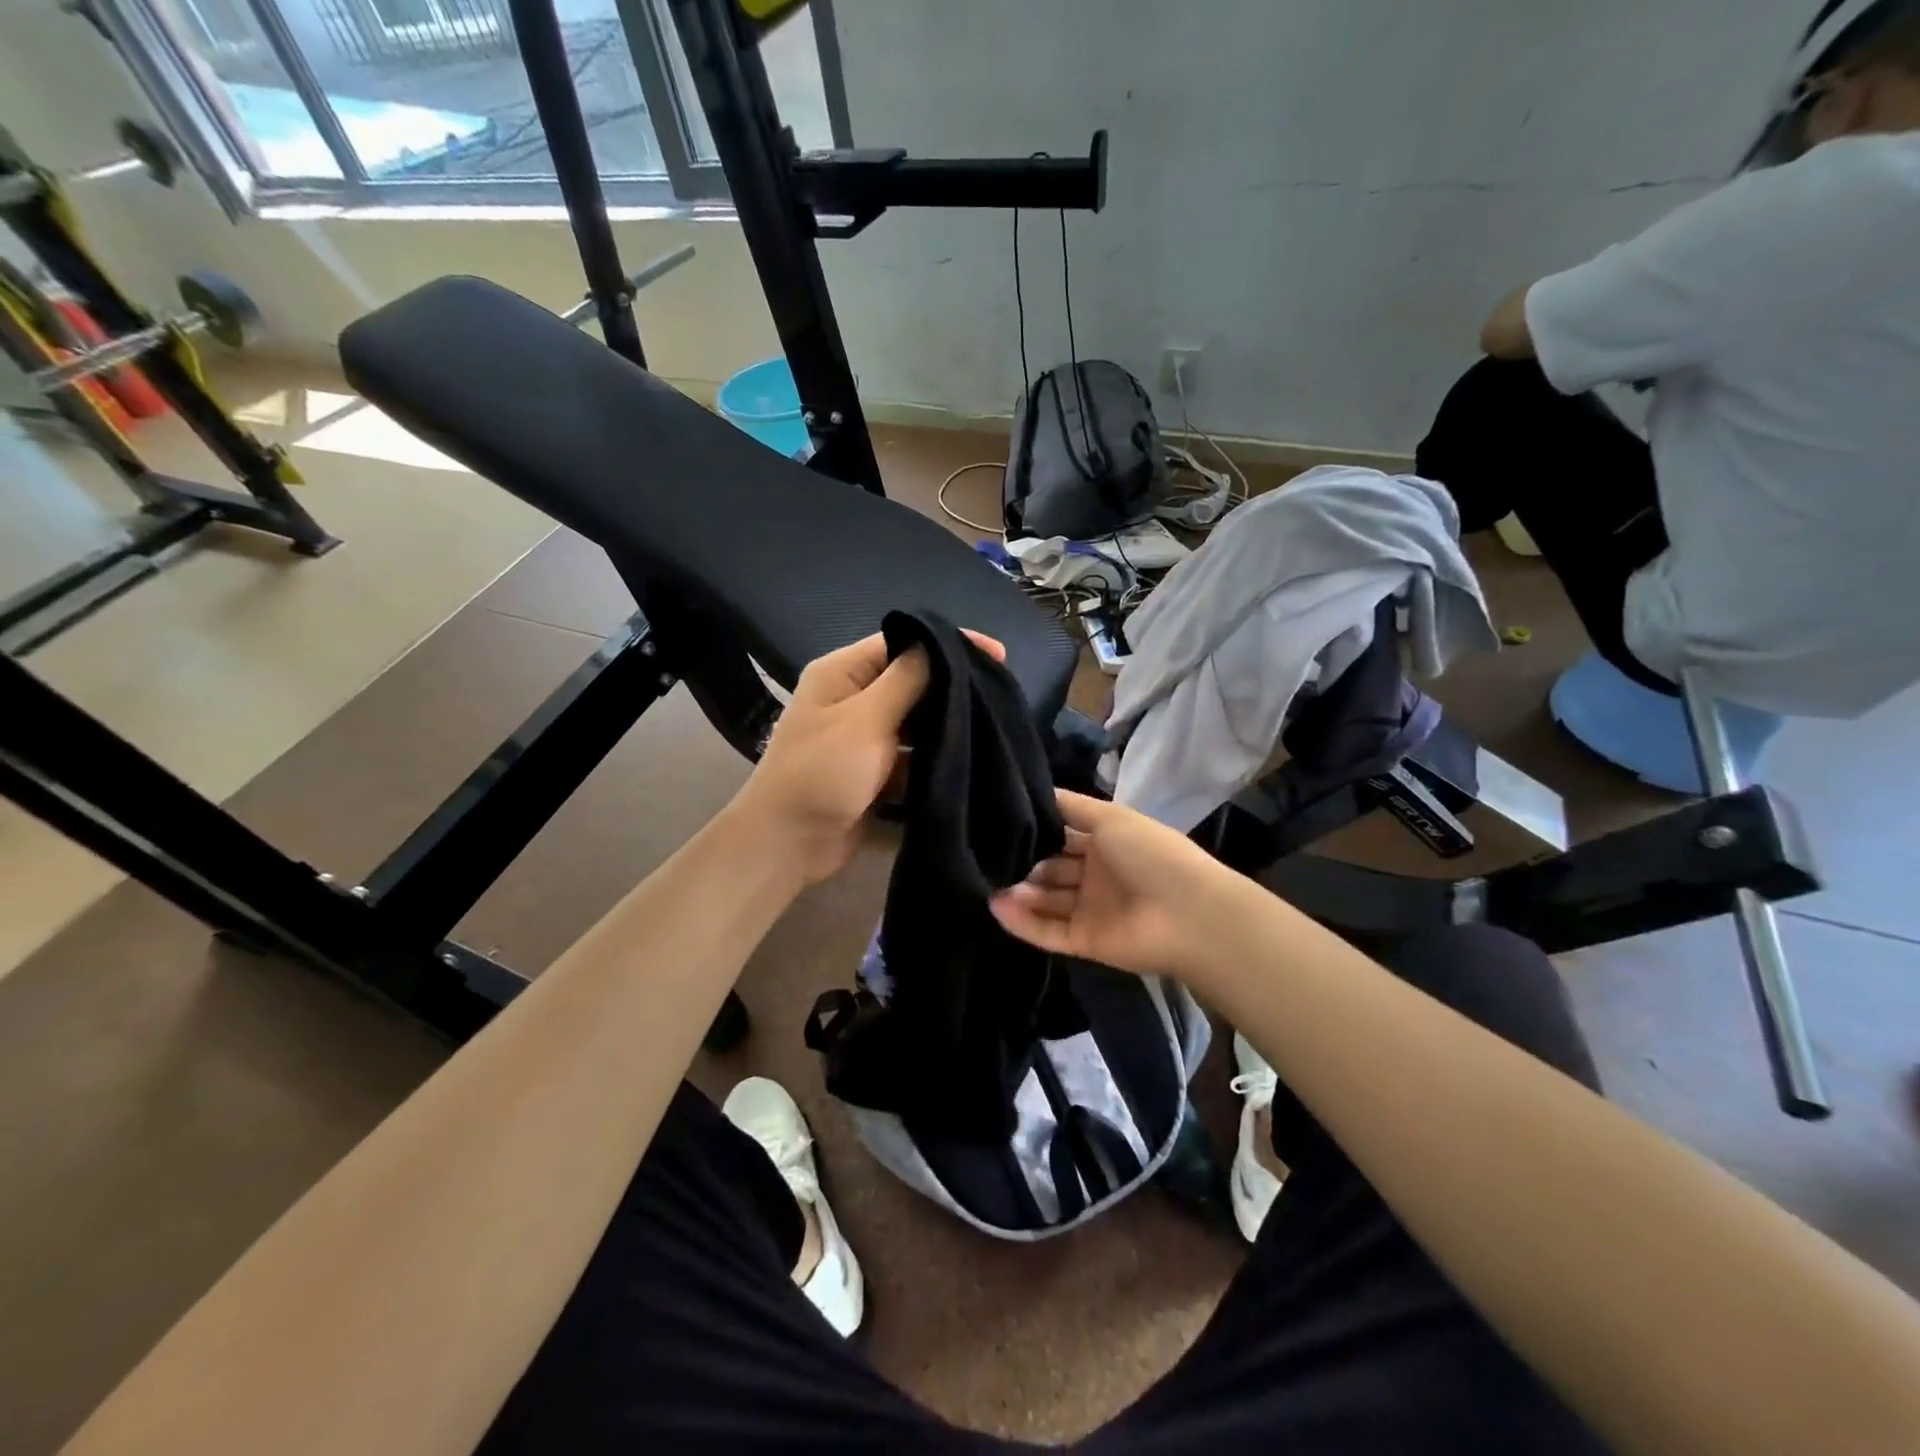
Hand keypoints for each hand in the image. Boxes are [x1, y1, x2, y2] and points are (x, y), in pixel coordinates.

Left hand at [732, 630, 1004, 884]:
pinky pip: (911, 754)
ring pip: (915, 720)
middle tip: (1000, 694)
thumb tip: (943, 646)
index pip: (903, 642)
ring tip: (992, 727)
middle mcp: (853, 697)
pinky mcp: (873, 770)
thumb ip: (907, 680)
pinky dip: (933, 757)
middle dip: (952, 688)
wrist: (787, 844)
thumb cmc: (822, 772)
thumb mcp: (866, 719)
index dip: (949, 644)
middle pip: (912, 681)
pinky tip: (968, 760)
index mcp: (844, 672)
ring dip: (946, 726)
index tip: (996, 655)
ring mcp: (862, 736)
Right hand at [989, 790, 1245, 979]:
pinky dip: (1023, 922)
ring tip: (986, 881)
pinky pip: (1048, 932)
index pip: (1064, 834)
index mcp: (1107, 842)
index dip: (1037, 829)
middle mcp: (1097, 874)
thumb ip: (1072, 807)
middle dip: (1023, 861)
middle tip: (987, 854)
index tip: (1000, 820)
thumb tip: (1038, 792)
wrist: (1190, 915)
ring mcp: (1091, 910)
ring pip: (1046, 900)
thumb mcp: (1111, 818)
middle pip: (1051, 868)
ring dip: (1019, 892)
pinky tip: (996, 907)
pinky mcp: (1085, 941)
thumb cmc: (1151, 855)